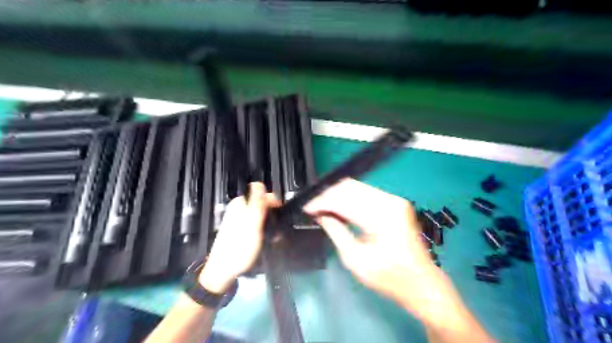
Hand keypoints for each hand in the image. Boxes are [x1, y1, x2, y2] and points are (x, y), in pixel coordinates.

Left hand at [199, 182, 278, 294]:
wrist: (223, 271)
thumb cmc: (239, 247)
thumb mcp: (252, 224)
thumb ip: (256, 203)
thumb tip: (259, 182)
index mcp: (239, 204)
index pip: (261, 192)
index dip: (273, 200)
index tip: (281, 212)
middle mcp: (238, 209)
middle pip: (261, 203)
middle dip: (272, 213)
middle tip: (278, 227)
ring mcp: (238, 219)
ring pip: (260, 214)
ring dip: (269, 223)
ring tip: (275, 236)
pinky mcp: (240, 230)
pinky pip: (255, 224)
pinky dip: (263, 229)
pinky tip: (268, 239)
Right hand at [306, 180, 468, 326]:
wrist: (421, 282)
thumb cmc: (389, 277)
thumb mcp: (356, 260)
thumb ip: (336, 232)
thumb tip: (320, 214)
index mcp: (382, 217)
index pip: (344, 199)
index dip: (322, 201)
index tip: (307, 208)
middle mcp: (390, 202)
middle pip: (350, 186)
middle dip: (328, 195)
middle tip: (313, 207)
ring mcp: (394, 200)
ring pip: (357, 186)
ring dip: (338, 195)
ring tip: (323, 207)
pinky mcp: (395, 202)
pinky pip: (366, 192)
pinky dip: (349, 197)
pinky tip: (340, 207)